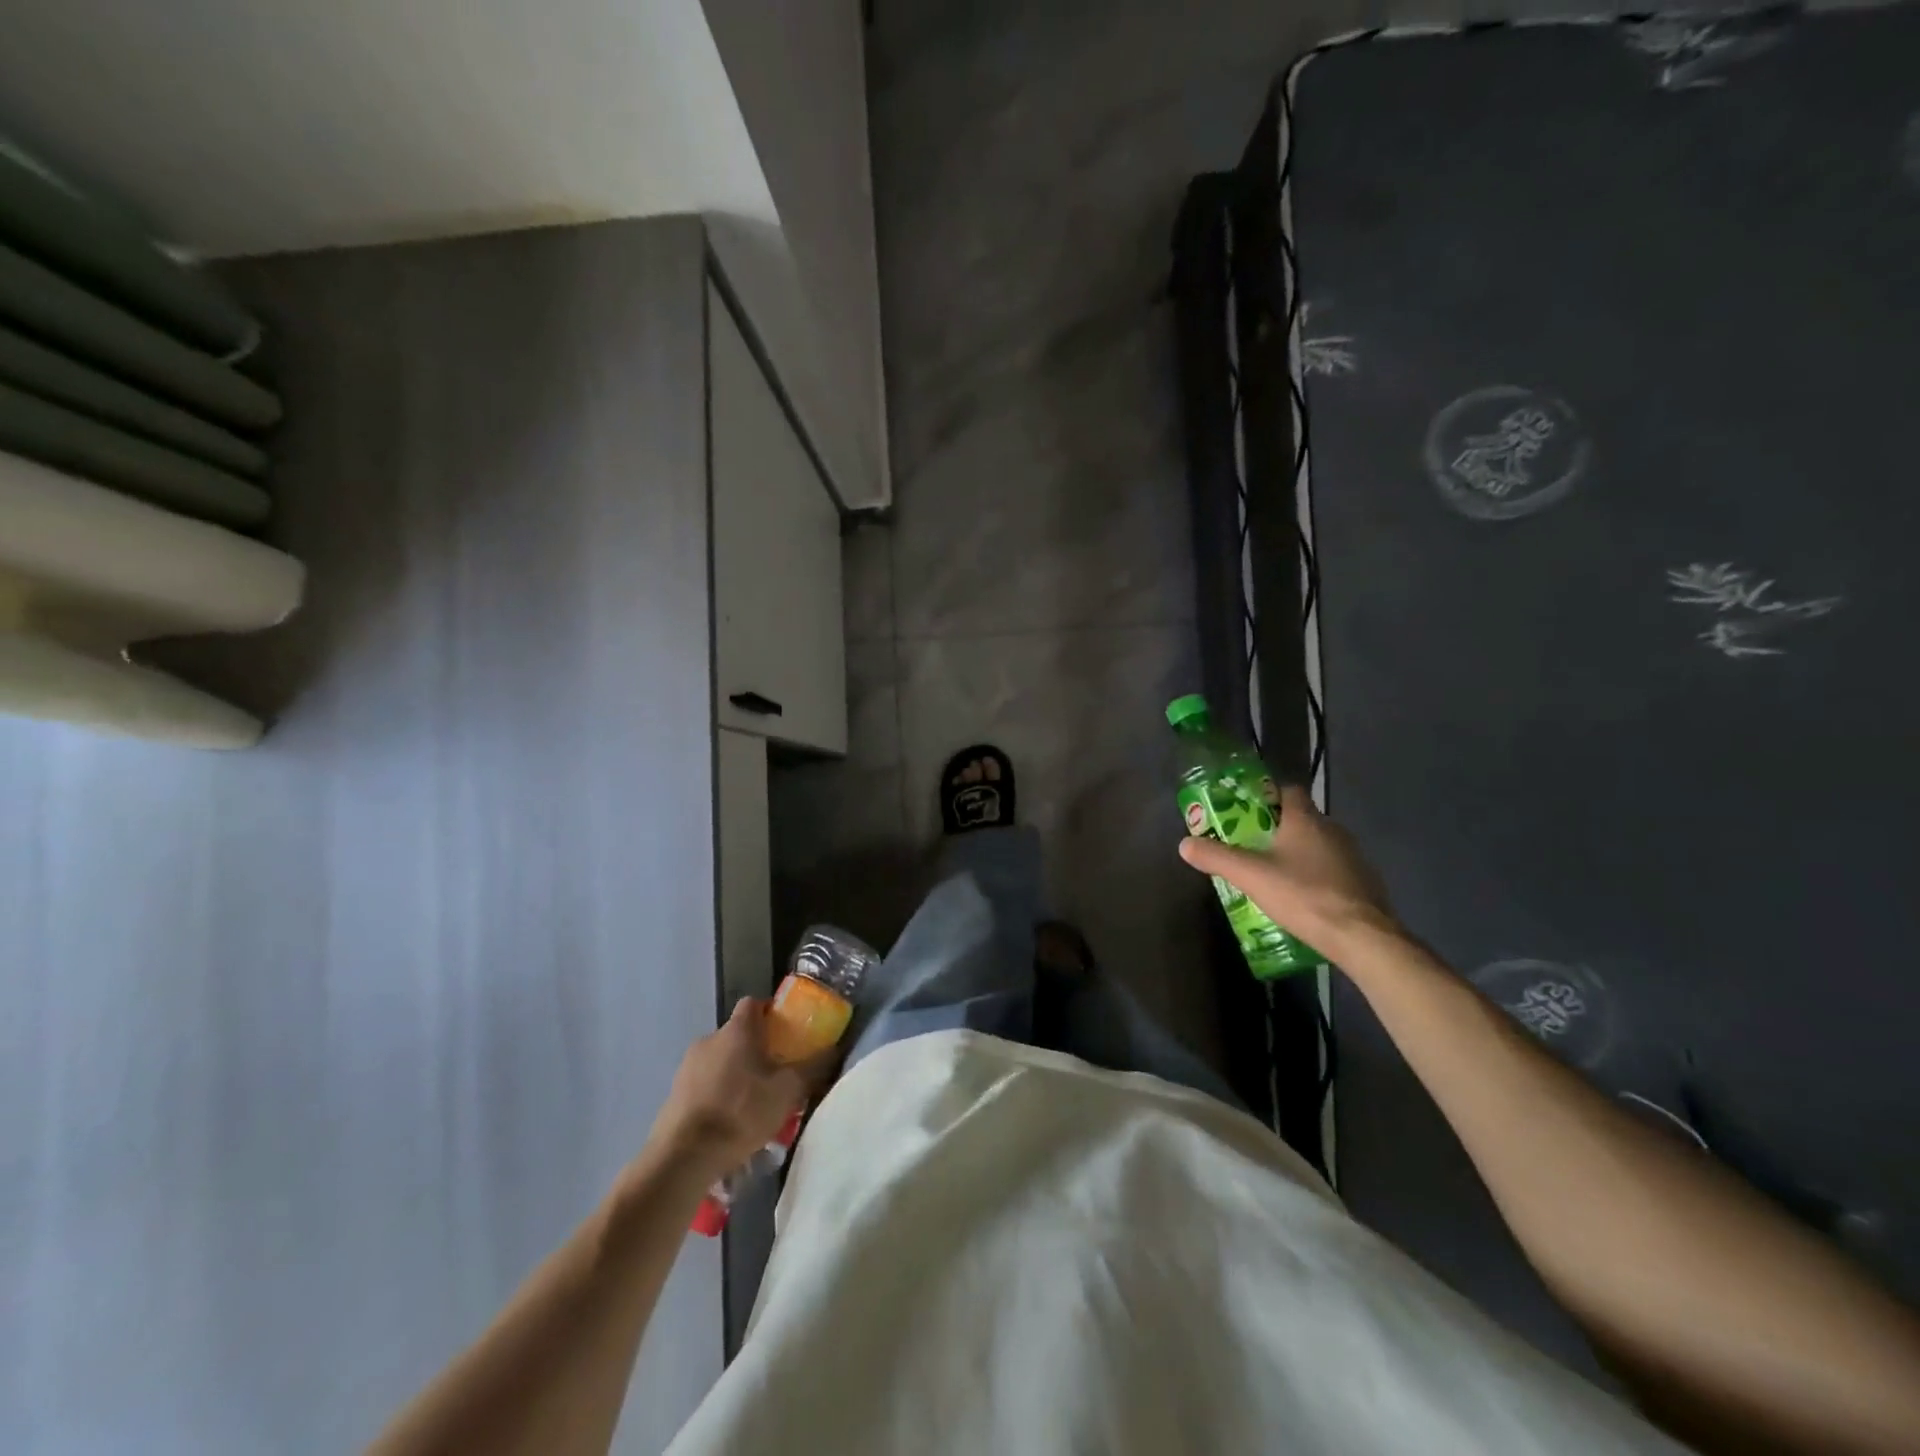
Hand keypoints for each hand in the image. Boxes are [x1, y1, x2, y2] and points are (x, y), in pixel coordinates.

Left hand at [648, 999, 811, 1180]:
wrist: (683, 1157)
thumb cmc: (740, 1112)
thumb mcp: (788, 1091)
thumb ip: (813, 1067)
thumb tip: (834, 1048)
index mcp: (737, 1030)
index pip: (754, 1004)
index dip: (770, 1013)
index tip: (785, 1033)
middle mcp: (709, 1039)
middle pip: (737, 1034)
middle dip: (755, 1050)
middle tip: (774, 1075)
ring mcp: (686, 1067)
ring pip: (719, 1061)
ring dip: (735, 1075)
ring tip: (751, 1105)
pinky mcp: (673, 1094)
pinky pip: (703, 1085)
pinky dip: (716, 1095)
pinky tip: (727, 1123)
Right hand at [1178, 785, 1396, 951]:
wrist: (1362, 937)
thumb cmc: (1304, 895)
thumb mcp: (1251, 876)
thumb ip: (1217, 857)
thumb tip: (1184, 844)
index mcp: (1306, 820)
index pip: (1288, 790)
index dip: (1267, 796)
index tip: (1246, 810)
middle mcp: (1333, 830)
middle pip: (1301, 819)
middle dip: (1277, 828)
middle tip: (1251, 845)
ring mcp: (1353, 856)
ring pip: (1319, 845)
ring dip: (1298, 853)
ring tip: (1273, 873)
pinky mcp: (1365, 882)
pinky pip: (1334, 869)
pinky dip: (1317, 875)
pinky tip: (1302, 896)